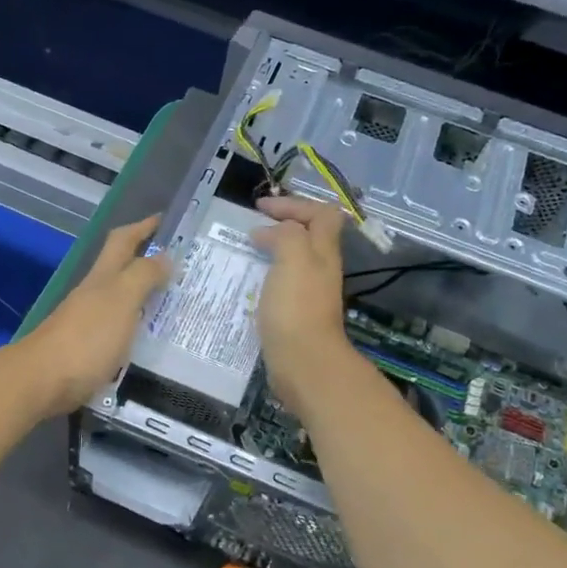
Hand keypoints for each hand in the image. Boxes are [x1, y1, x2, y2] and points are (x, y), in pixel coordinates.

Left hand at [14, 214, 171, 416]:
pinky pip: (116, 330)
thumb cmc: (86, 338)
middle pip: (119, 269)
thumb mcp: (120, 300)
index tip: (164, 220)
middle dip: (145, 261)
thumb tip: (165, 255)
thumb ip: (142, 276)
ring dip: (142, 296)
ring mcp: (86, 323)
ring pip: (118, 300)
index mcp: (102, 278)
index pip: (123, 241)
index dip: (142, 228)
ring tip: (172, 305)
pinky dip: (134, 327)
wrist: (41, 382)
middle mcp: (92, 295)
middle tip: (180, 267)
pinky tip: (147, 340)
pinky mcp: (84, 351)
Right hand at [251, 197, 361, 420]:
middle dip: (282, 226)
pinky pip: (281, 284)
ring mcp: (309, 294)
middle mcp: (321, 269)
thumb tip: (268, 232)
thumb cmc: (297, 307)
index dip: (293, 203)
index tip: (260, 209)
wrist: (304, 363)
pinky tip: (245, 285)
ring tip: (243, 254)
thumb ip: (285, 234)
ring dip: (271, 251)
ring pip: (294, 260)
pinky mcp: (295, 315)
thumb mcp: (293, 257)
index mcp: (323, 252)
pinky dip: (265, 277)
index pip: (321, 213)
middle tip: (251, 228)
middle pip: (309, 236)